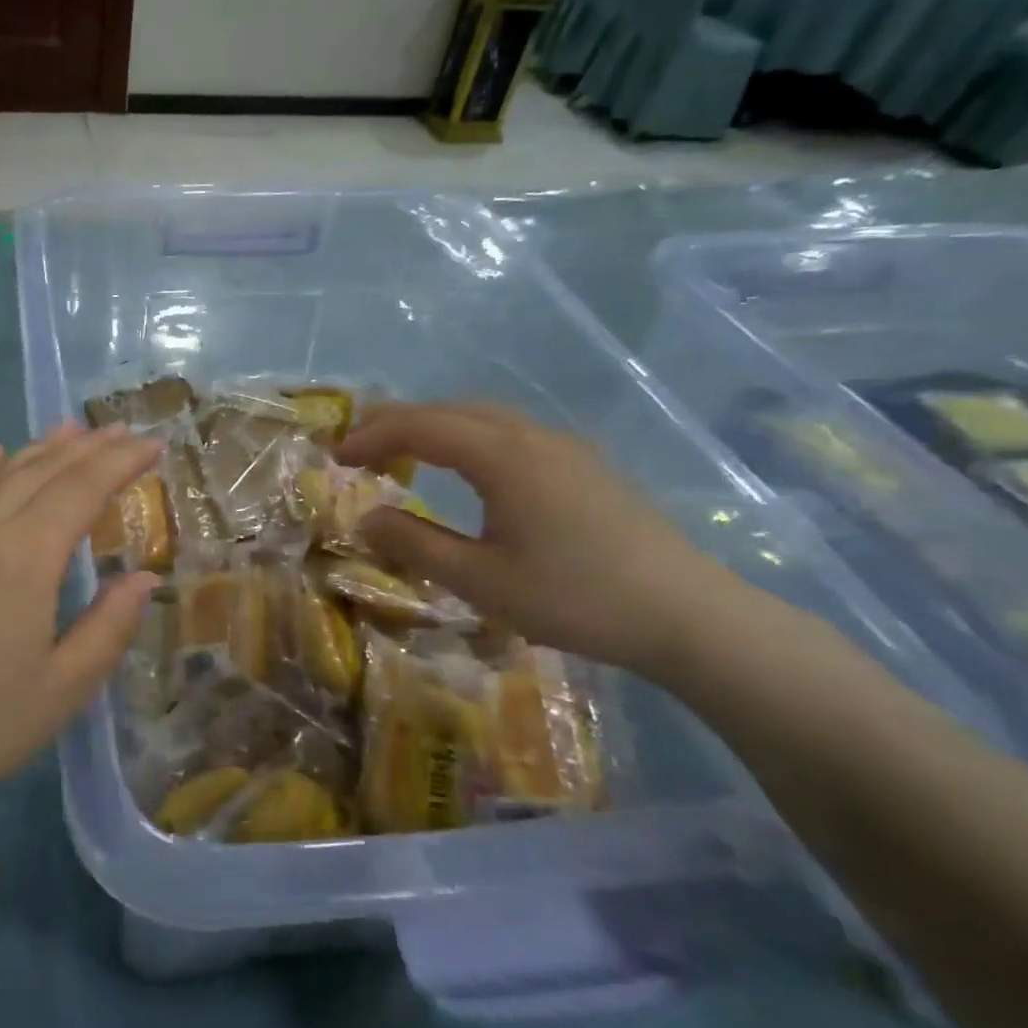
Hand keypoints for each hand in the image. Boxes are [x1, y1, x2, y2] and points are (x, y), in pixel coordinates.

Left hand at [0, 424, 163, 845]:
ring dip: (39, 449)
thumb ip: (108, 627)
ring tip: (70, 429)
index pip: (83, 488)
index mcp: (25, 556)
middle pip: (42, 470)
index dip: (121, 461)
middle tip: (121, 430)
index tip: (154, 442)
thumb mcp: (61, 689)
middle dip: (87, 447)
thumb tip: (144, 578)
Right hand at [336, 403, 749, 677]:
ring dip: (434, 425)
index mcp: (503, 457)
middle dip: (397, 420)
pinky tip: (465, 466)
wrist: (692, 617)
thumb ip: (415, 544)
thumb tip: (366, 517)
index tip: (336, 457)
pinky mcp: (584, 465)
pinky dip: (467, 435)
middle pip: (451, 409)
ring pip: (483, 416)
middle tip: (357, 445)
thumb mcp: (480, 581)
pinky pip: (509, 431)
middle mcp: (532, 437)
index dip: (372, 436)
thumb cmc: (577, 599)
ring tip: (401, 450)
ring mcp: (564, 447)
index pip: (421, 426)